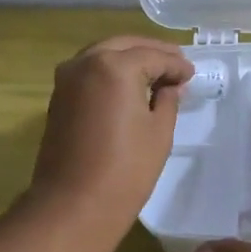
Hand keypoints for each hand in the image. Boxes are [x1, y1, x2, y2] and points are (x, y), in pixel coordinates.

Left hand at [28, 36, 193, 248]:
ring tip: (155, 75)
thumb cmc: (125, 171)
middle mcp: (85, 62)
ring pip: (103, 56)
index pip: (152, 56)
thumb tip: (170, 86)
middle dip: (151, 53)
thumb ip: (167, 100)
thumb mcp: (159, 133)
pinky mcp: (58, 99)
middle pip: (124, 46)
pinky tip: (128, 88)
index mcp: (114, 66)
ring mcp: (66, 80)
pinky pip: (89, 73)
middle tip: (176, 65)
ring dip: (129, 60)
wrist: (74, 205)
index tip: (192, 74)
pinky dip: (110, 73)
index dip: (176, 65)